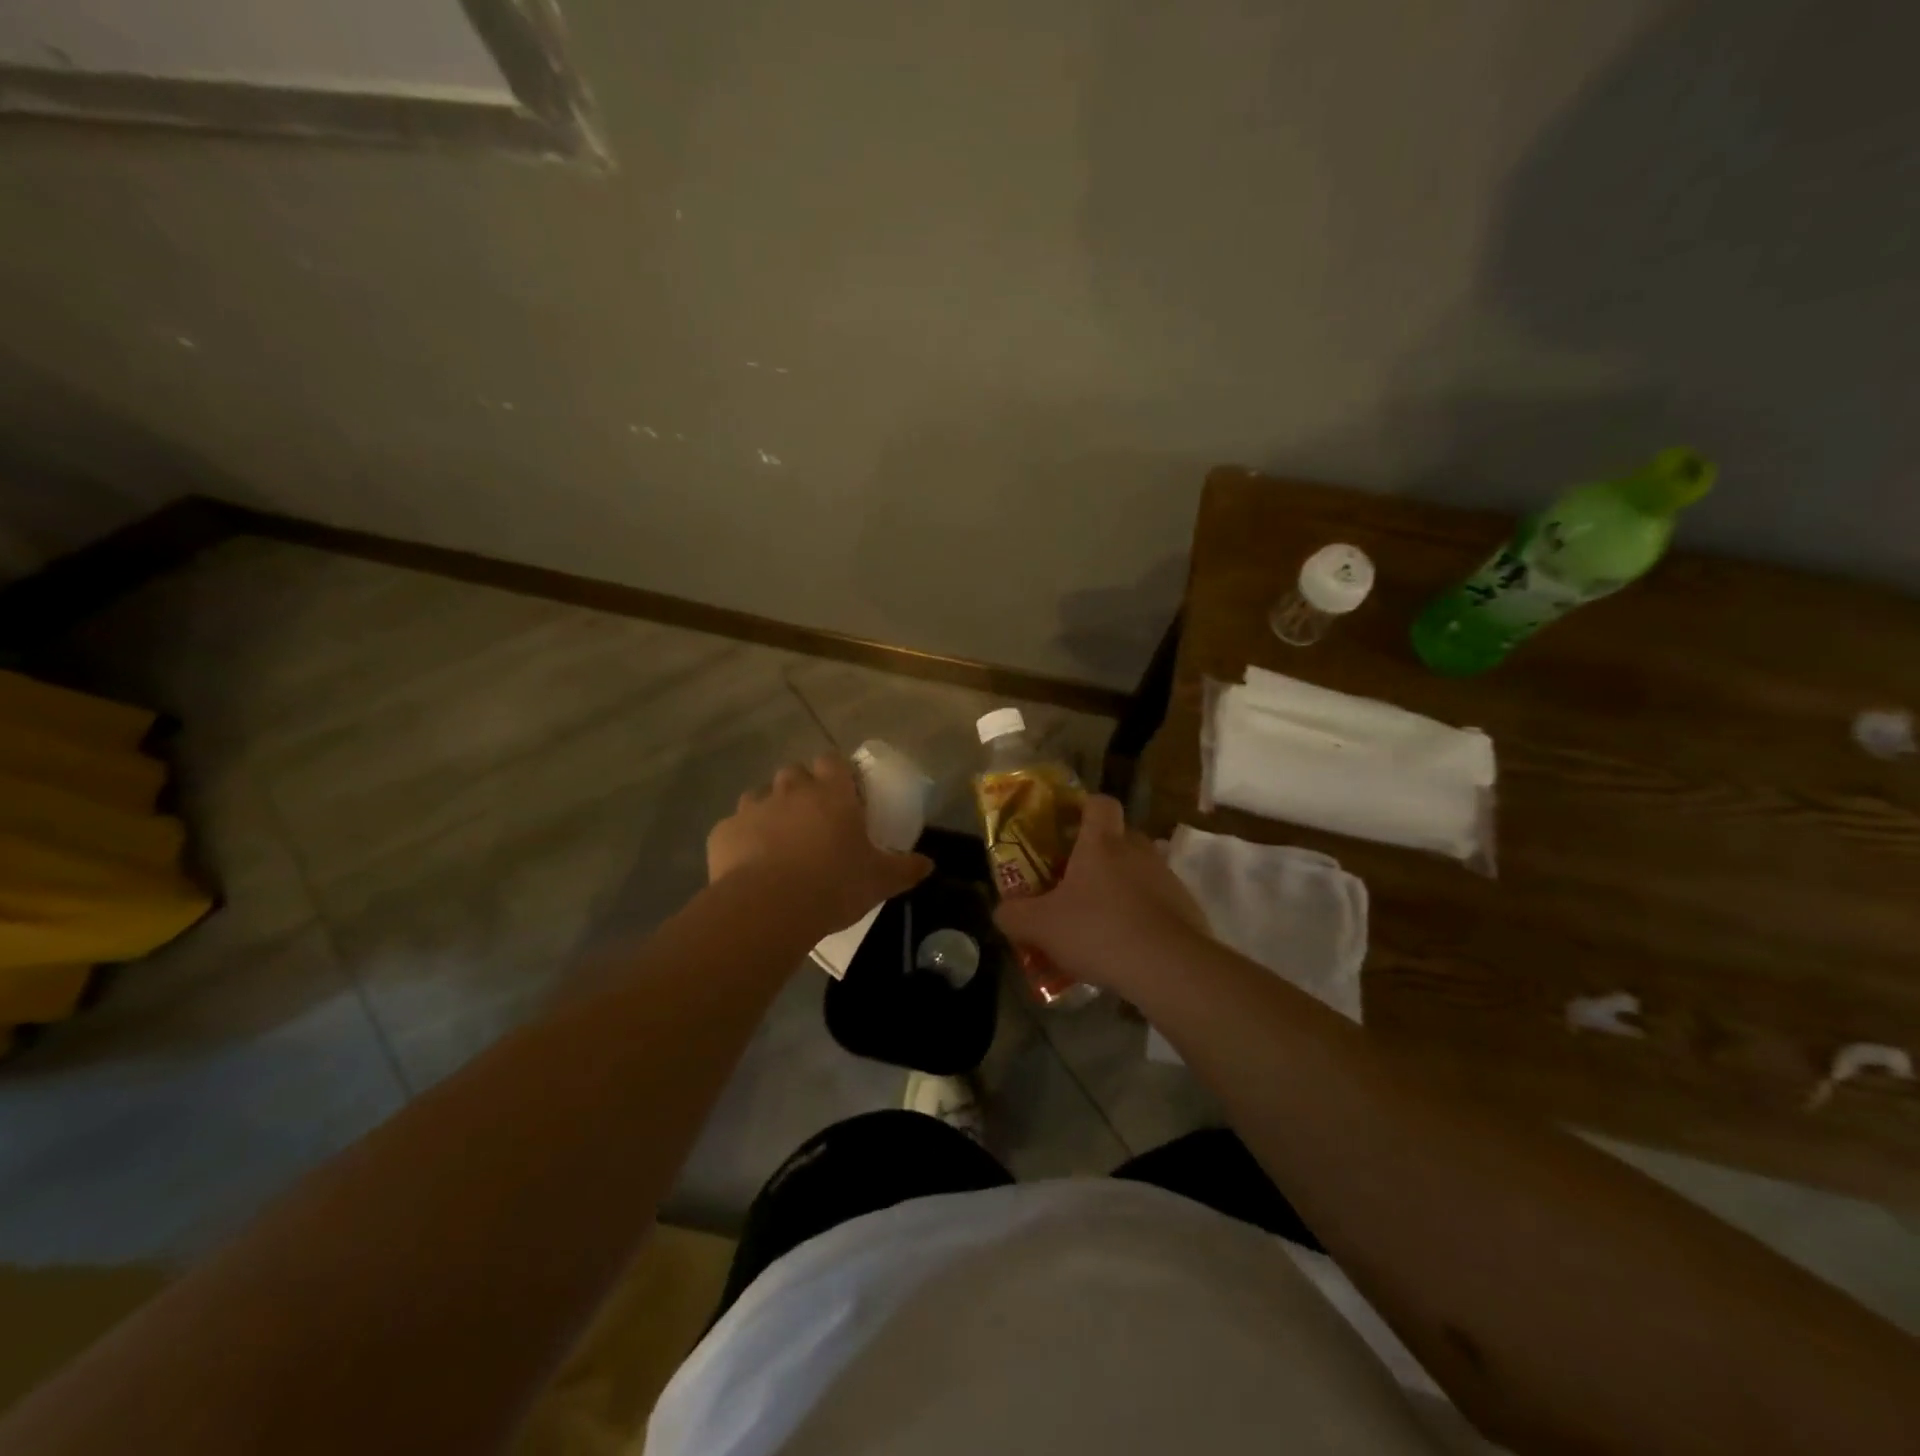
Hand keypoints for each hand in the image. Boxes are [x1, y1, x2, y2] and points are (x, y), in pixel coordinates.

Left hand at [709, 754, 932, 932]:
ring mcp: (753, 808)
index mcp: (831, 794)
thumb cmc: (833, 885)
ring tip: (778, 841)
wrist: (769, 907)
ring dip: (770, 810)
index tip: (843, 791)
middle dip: (801, 788)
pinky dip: (742, 839)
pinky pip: (734, 827)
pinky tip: (749, 864)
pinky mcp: (724, 832)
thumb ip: (905, 868)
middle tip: (812, 818)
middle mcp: (791, 791)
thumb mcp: (880, 880)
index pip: (832, 761)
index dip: (836, 772)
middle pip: (794, 772)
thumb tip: (928, 865)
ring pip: (760, 795)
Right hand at [992, 795, 1208, 994]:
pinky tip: (1127, 946)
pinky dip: (1143, 916)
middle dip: (1100, 854)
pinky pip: (1158, 903)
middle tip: (1076, 881)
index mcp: (1102, 844)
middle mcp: (1138, 851)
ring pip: (1140, 871)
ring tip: (1100, 921)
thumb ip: (1014, 916)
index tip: (1068, 825)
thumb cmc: (1098, 931)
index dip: (1084, 807)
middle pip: (1120, 837)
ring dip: (1122, 887)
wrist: (1169, 967)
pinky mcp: (1187, 908)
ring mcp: (1167, 879)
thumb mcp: (1041, 927)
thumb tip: (1001, 911)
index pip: (1099, 803)